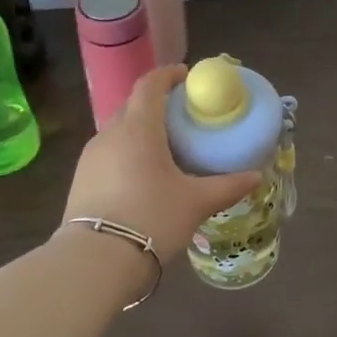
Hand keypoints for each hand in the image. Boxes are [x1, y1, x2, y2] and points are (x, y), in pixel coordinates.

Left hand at [60, 64, 262, 265]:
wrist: (95, 262)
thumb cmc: (152, 219)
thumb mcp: (196, 203)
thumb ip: (227, 186)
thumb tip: (256, 176)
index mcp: (138, 129)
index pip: (149, 85)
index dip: (168, 74)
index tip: (186, 76)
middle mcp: (110, 134)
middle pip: (133, 105)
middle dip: (156, 103)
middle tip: (182, 116)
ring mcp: (90, 158)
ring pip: (118, 130)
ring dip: (140, 129)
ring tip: (165, 147)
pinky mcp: (80, 180)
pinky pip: (108, 153)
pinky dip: (127, 152)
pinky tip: (142, 175)